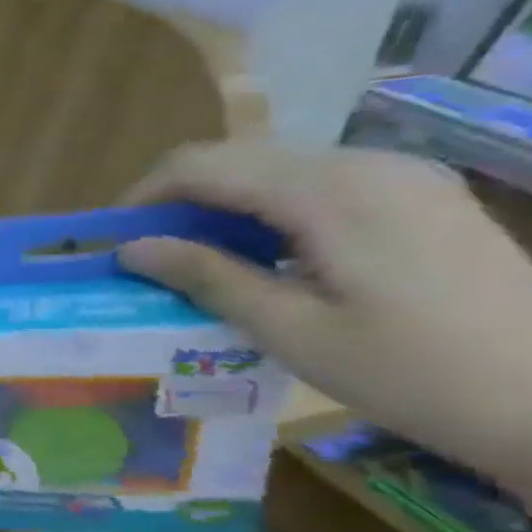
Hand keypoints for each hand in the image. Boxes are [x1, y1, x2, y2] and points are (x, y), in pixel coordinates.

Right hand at [119, 142, 531, 504]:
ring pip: (274, 168)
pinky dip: (267, 210)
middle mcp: (365, 165)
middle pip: (237, 158)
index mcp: (329, 192)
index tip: (111, 240)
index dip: (143, 196)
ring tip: (195, 260)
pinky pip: (317, 184)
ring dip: (221, 205)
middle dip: (178, 200)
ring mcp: (401, 177)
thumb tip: (129, 248)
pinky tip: (261, 256)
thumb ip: (206, 276)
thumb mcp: (291, 330)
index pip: (203, 165)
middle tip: (146, 256)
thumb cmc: (416, 373)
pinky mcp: (420, 197)